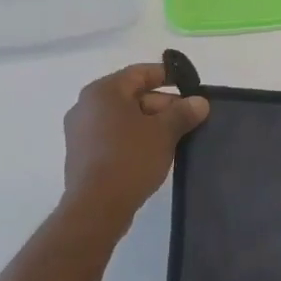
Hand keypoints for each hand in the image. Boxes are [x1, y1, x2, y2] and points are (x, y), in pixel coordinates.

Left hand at [61, 63, 209, 227]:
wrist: (96, 207)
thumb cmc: (130, 158)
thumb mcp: (164, 132)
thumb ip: (183, 112)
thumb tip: (200, 102)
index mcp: (103, 92)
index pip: (140, 73)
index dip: (167, 76)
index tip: (190, 86)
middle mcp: (86, 106)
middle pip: (132, 95)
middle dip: (163, 104)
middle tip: (189, 117)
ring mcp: (80, 131)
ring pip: (124, 117)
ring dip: (151, 123)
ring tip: (176, 136)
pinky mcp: (82, 154)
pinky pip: (113, 135)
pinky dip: (134, 137)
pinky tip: (154, 152)